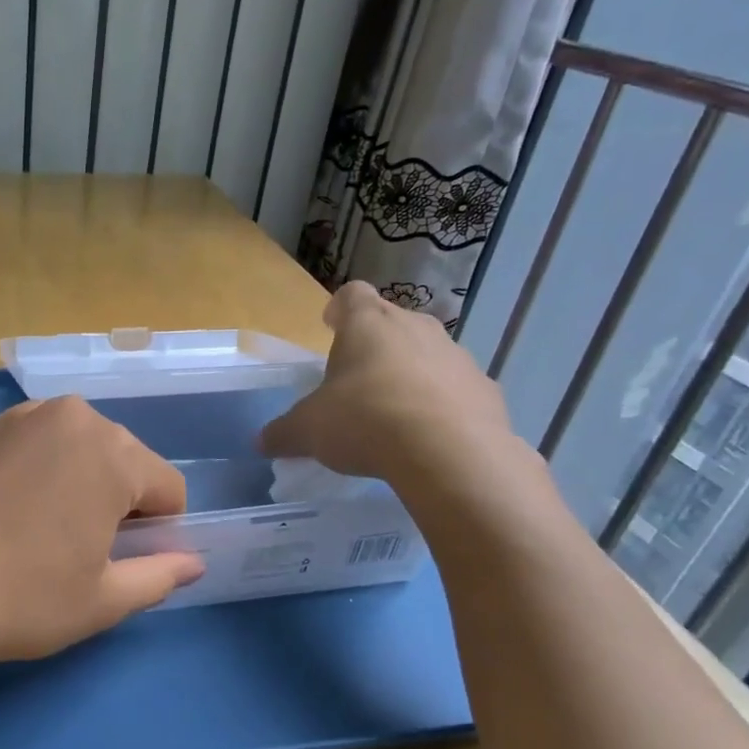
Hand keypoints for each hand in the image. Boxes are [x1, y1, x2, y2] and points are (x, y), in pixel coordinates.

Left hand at [0, 397, 204, 676]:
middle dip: (117, 500)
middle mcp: (69, 417)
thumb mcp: (102, 600)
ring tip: (37, 532)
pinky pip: (30, 446)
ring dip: (75, 482)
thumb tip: (192, 564)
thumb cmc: (20, 598)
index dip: (158, 530)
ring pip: (74, 448)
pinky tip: (1, 514)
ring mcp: (16, 417)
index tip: (122, 561)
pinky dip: (33, 472)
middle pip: (122, 459)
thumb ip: (159, 576)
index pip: (167, 486)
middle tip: (78, 551)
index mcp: (112, 452)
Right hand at [260, 282, 520, 500]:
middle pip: (391, 324)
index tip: (331, 327)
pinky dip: (442, 406)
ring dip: (410, 376)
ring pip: (427, 355)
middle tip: (355, 384)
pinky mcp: (486, 389)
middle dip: (374, 348)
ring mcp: (456, 356)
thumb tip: (263, 441)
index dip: (339, 309)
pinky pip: (455, 391)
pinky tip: (428, 439)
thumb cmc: (365, 421)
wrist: (450, 453)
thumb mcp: (308, 431)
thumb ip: (283, 432)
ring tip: (393, 417)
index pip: (351, 294)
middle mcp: (415, 327)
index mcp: (368, 324)